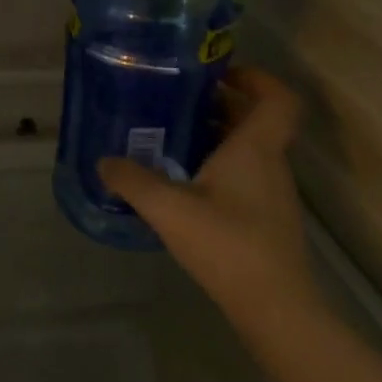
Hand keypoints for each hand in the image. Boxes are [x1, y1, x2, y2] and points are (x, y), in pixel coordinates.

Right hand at [97, 68, 321, 329]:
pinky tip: (181, 183)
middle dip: (219, 104)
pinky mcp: (264, 219)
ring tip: (168, 138)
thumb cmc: (227, 244)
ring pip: (247, 149)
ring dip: (215, 136)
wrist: (274, 307)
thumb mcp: (168, 208)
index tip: (220, 73)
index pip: (277, 98)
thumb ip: (131, 180)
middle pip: (255, 120)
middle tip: (175, 101)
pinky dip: (216, 166)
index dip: (256, 77)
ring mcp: (270, 194)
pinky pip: (242, 175)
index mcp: (255, 149)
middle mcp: (269, 164)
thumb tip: (104, 161)